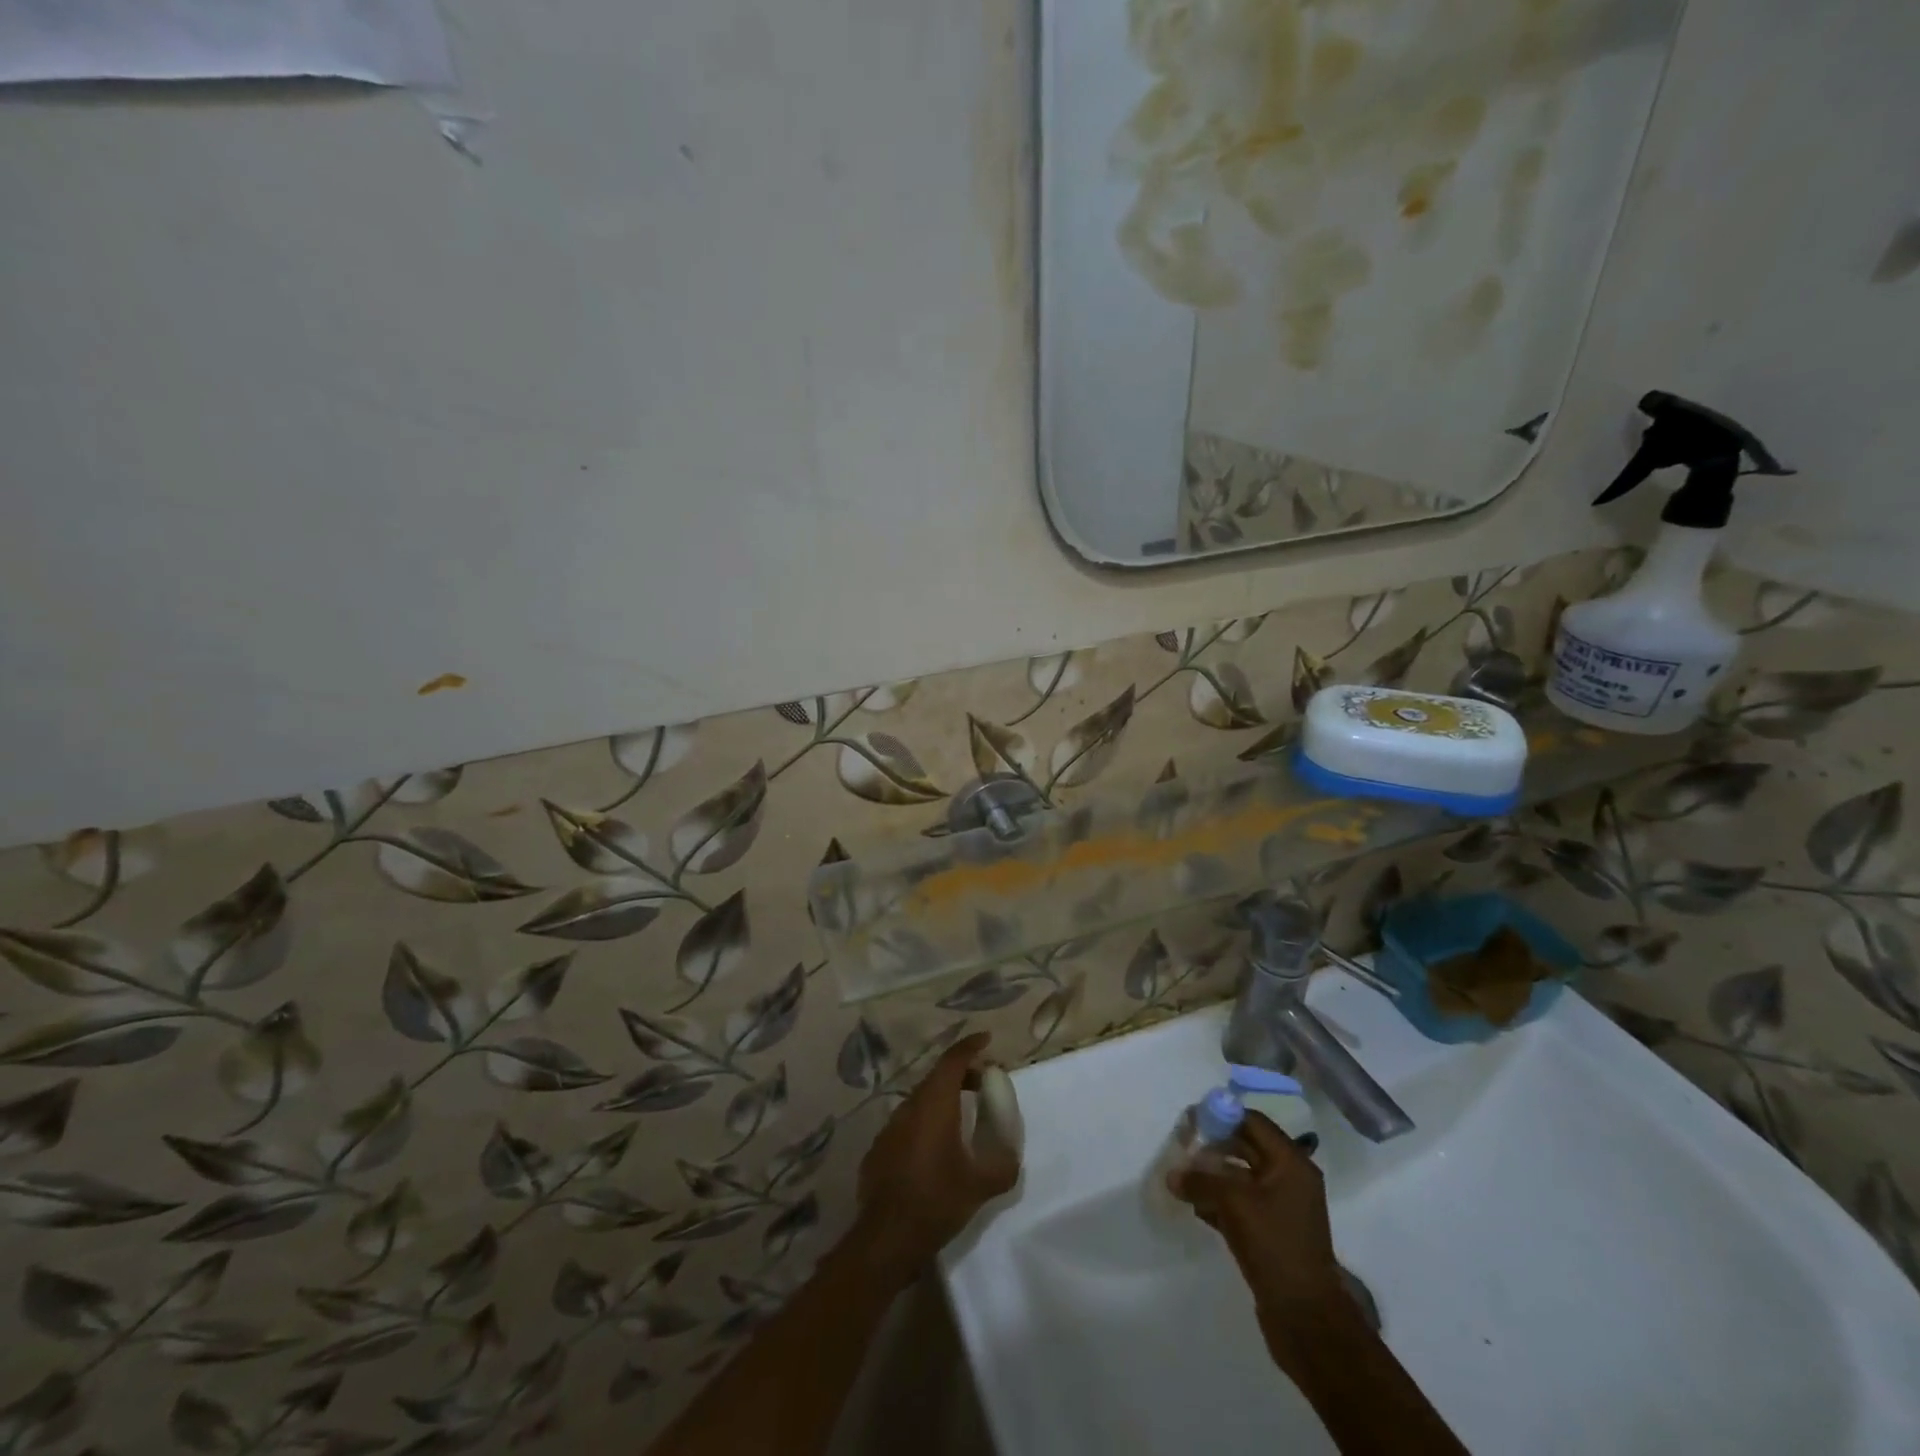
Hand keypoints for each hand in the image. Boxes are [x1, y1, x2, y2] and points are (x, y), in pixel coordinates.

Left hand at [855, 1032, 1018, 1285]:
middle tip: (983, 1084)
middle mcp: (910, 1107)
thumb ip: (1003, 1164)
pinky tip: (935, 1149)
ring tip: (963, 1117)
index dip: (970, 1046)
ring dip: (943, 1100)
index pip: (953, 1060)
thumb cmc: (936, 1202)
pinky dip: (925, 1123)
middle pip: (937, 1077)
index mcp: (934, 1104)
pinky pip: (907, 1124)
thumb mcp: (980, 1186)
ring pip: (920, 1100)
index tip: (986, 1040)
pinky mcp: (879, 1149)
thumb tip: (1011, 1155)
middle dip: (961, 1074)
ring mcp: (890, 1127)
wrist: (885, 1239)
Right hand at [1169, 1110, 1347, 1317]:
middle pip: (1245, 1147)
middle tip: (1182, 1150)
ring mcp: (1281, 1207)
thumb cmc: (1275, 1246)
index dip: (1220, 1117)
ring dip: (1212, 1176)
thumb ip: (1200, 1180)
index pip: (1252, 1122)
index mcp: (1291, 1162)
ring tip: (1183, 1180)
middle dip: (1213, 1148)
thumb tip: (1172, 1175)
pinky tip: (1195, 1207)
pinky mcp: (1272, 1232)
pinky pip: (1241, 1203)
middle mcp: (1289, 1178)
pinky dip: (1219, 1200)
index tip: (1191, 1123)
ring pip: (1240, 1177)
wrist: (1306, 1318)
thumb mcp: (1234, 1204)